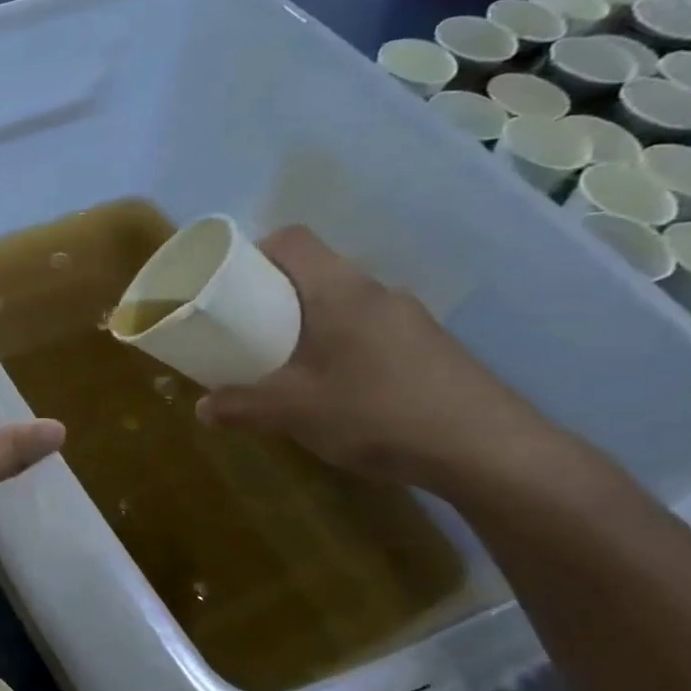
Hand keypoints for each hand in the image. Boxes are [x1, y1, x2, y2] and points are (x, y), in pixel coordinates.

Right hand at [196, 227, 578, 497]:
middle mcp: (376, 291)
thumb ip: (241, 406)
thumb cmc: (377, 412)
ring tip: (285, 362)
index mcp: (339, 290)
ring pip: (343, 302)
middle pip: (316, 270)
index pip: (293, 239)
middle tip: (246, 328)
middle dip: (275, 294)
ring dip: (309, 322)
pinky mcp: (429, 346)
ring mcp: (409, 318)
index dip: (255, 250)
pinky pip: (368, 328)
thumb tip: (202, 408)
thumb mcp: (293, 412)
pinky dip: (340, 344)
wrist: (488, 450)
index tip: (230, 282)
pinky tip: (335, 387)